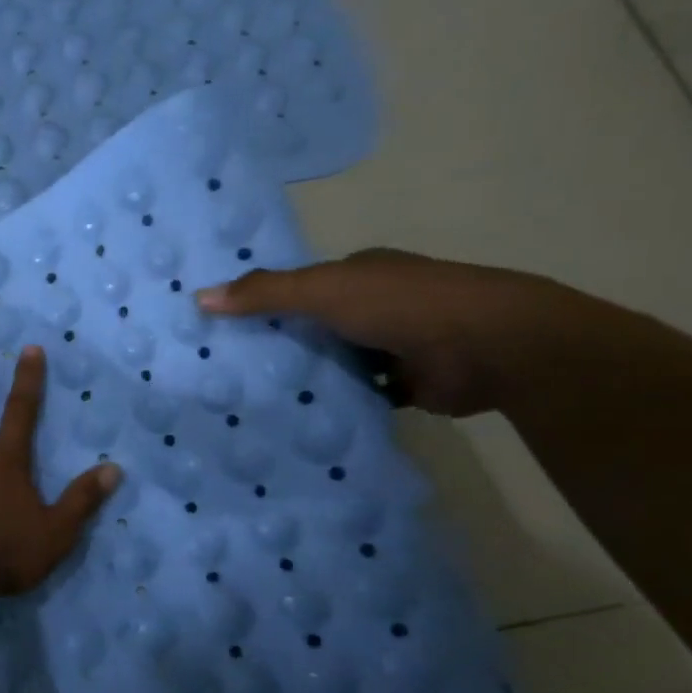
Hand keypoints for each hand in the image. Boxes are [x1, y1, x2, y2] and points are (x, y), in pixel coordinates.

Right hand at [195, 248, 604, 416]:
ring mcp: (395, 345)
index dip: (266, 303)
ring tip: (252, 400)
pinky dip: (338, 403)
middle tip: (228, 371)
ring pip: (336, 362)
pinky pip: (360, 394)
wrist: (492, 346)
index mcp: (361, 274)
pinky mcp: (408, 385)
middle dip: (281, 344)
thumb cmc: (402, 305)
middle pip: (316, 326)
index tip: (225, 327)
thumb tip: (198, 297)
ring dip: (309, 378)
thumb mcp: (323, 290)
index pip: (303, 287)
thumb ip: (264, 293)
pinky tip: (300, 418)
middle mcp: (377, 305)